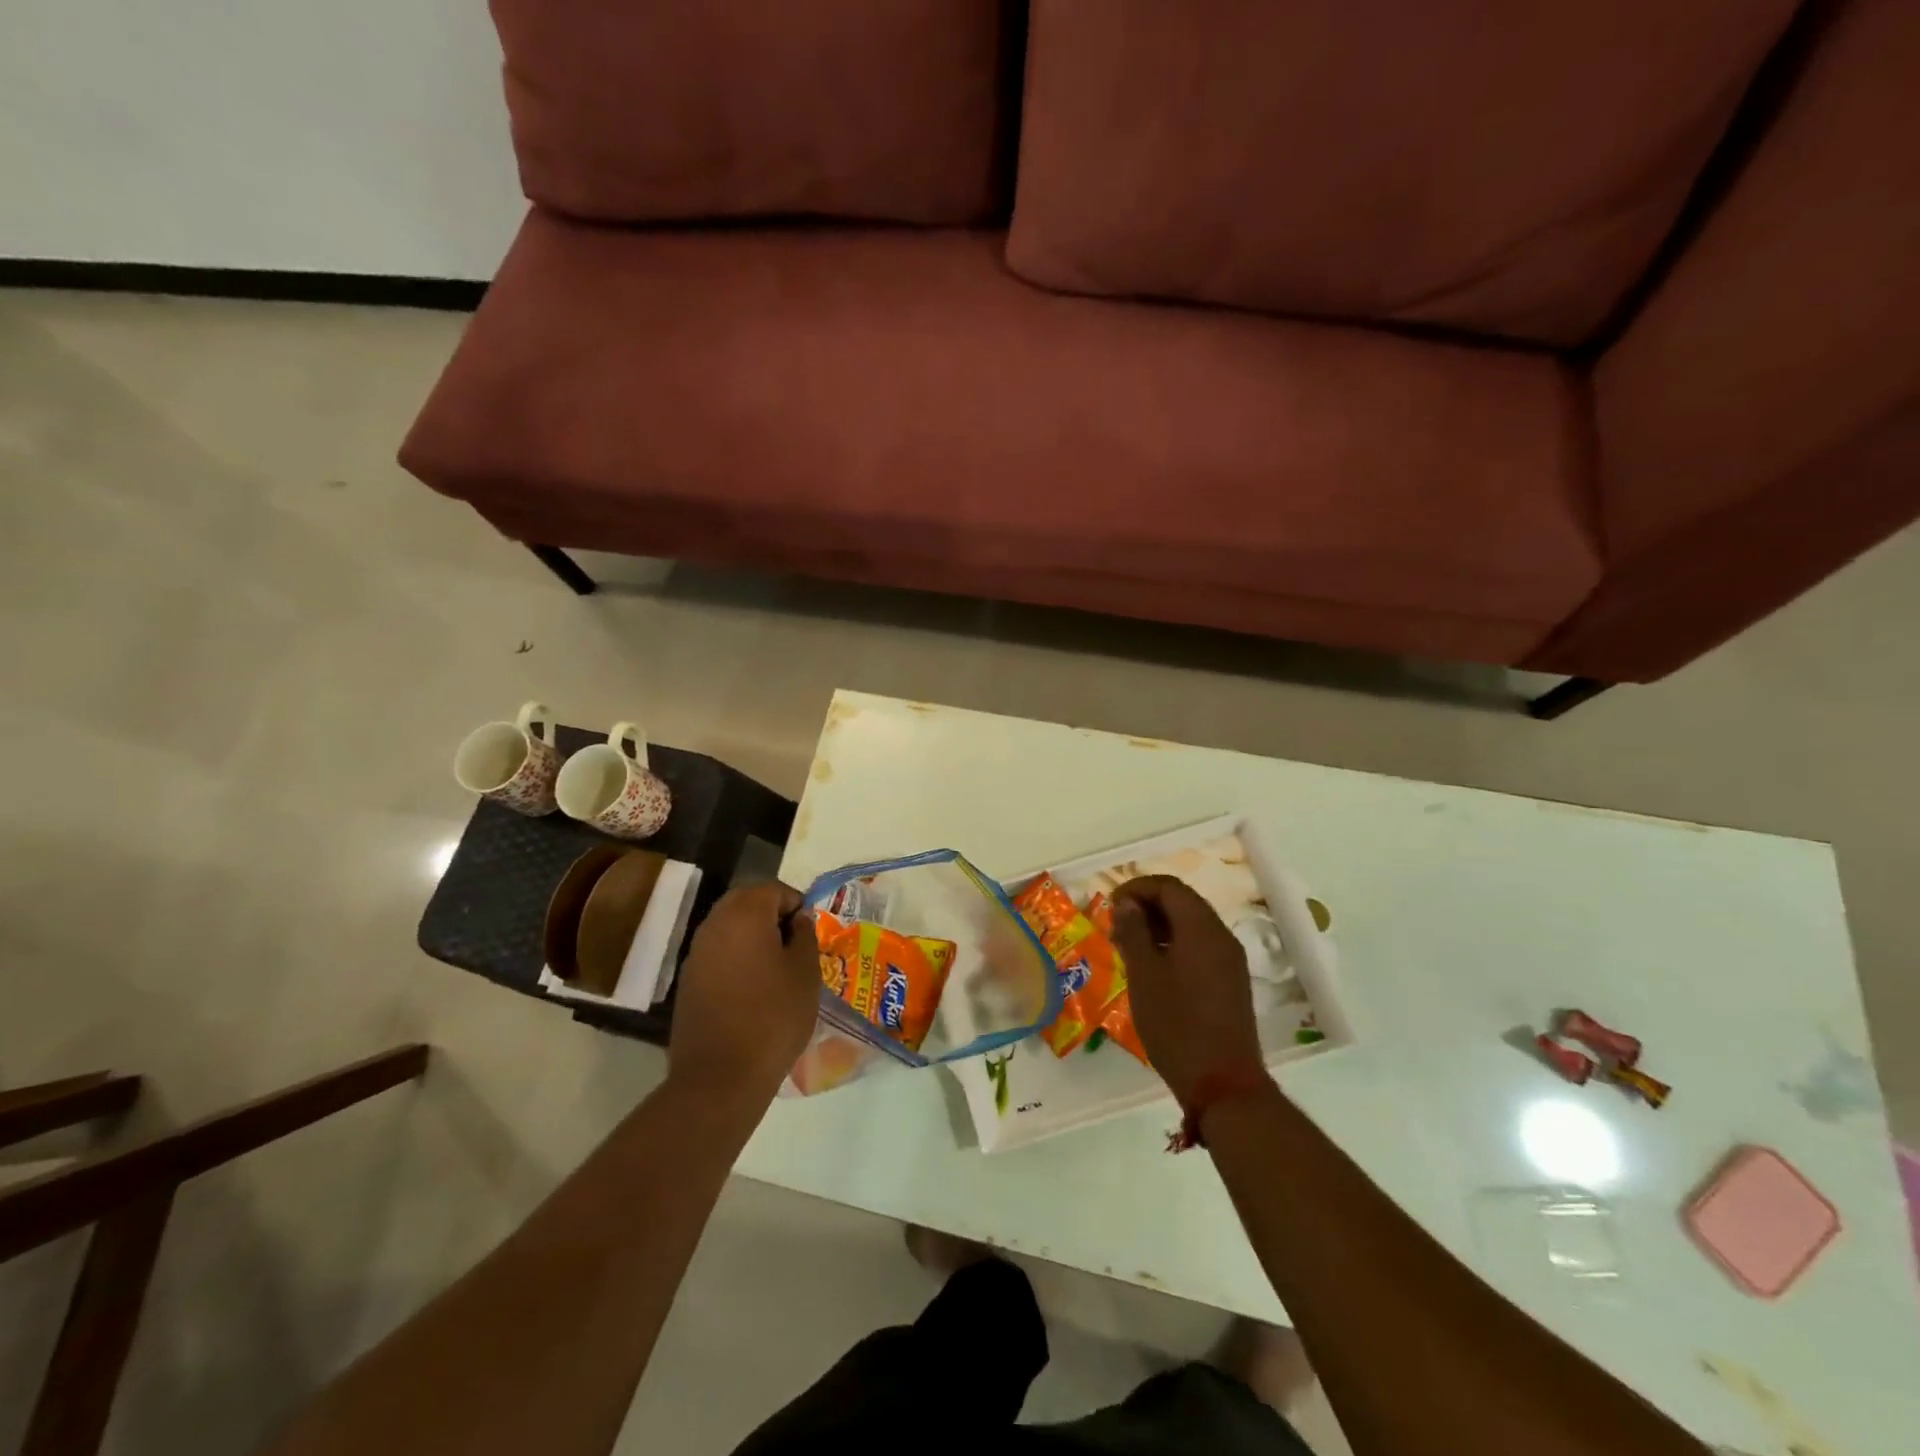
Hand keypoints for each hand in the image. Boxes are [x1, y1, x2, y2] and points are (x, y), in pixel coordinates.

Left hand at [668, 882, 820, 1110]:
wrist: (720, 1077)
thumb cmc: (773, 1017)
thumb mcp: (805, 973)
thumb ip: (805, 936)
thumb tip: (798, 919)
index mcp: (745, 914)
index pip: (774, 889)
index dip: (796, 904)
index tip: (810, 933)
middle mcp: (715, 924)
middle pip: (746, 902)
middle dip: (773, 915)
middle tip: (795, 945)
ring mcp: (696, 952)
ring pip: (730, 926)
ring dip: (753, 936)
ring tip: (777, 967)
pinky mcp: (688, 980)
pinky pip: (718, 952)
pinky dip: (737, 957)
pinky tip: (754, 987)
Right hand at [1110, 875, 1264, 1108]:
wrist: (1222, 1084)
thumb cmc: (1176, 1024)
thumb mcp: (1144, 975)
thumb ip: (1134, 932)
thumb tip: (1126, 904)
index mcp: (1201, 928)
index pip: (1169, 887)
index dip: (1137, 888)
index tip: (1110, 905)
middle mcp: (1221, 936)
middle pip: (1183, 902)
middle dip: (1147, 905)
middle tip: (1116, 924)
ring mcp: (1230, 960)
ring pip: (1192, 925)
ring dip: (1160, 925)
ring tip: (1129, 945)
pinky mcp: (1230, 982)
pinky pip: (1200, 947)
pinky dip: (1174, 944)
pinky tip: (1153, 967)